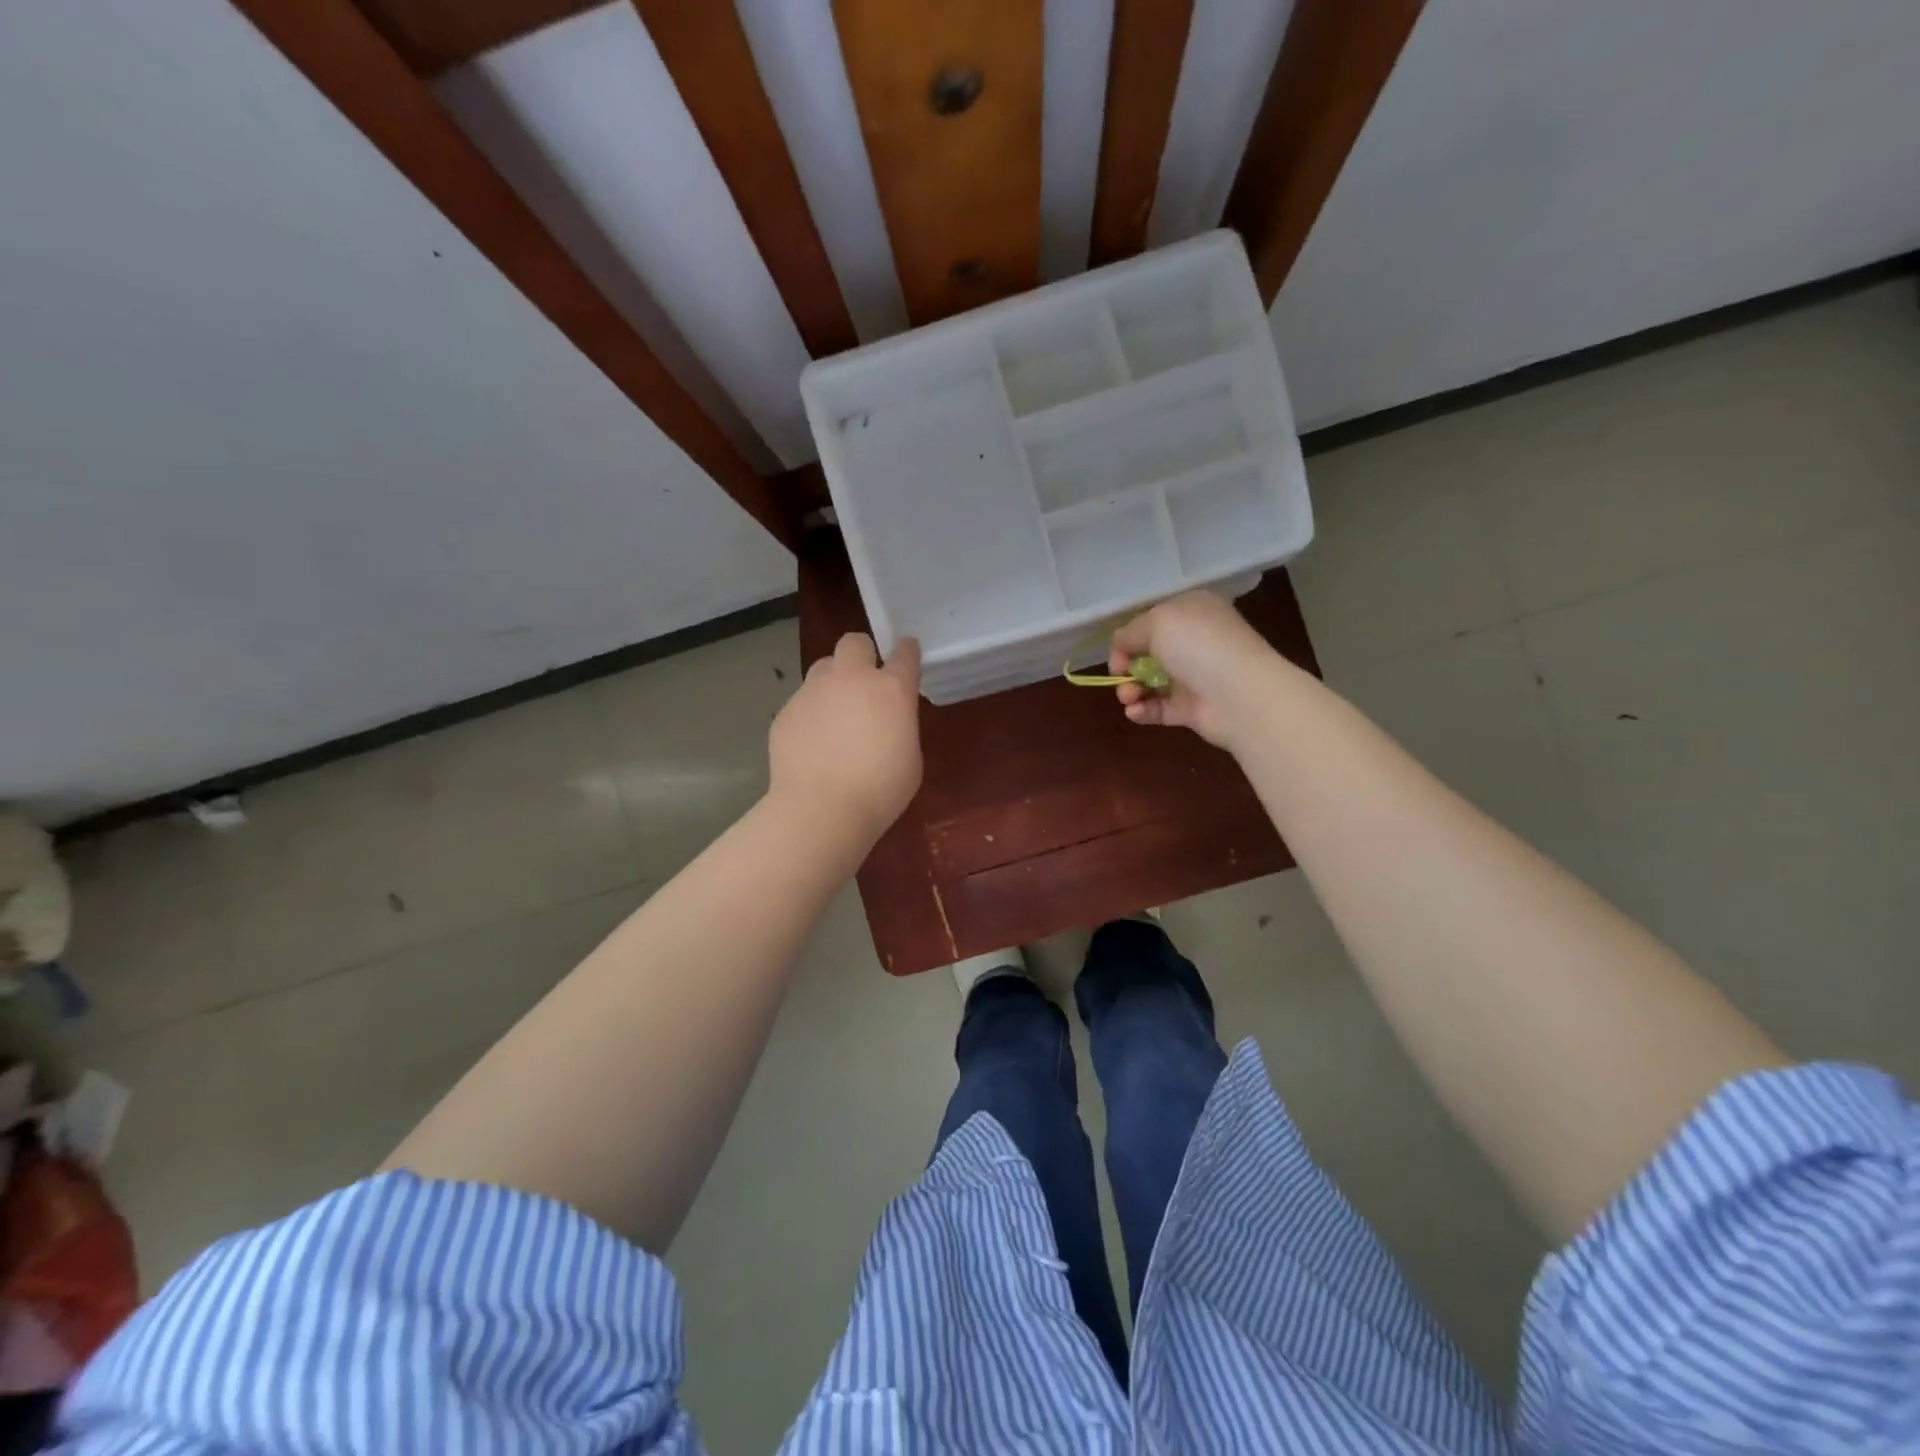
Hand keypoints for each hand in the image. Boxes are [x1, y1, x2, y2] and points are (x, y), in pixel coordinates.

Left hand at [768, 633, 922, 842]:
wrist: (822, 808)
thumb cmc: (880, 790)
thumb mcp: (909, 757)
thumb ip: (900, 726)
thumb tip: (886, 721)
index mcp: (891, 689)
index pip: (904, 653)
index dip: (906, 652)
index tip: (906, 656)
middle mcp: (851, 679)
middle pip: (854, 643)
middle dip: (862, 654)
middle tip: (864, 682)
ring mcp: (813, 692)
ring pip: (823, 668)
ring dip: (833, 682)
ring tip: (834, 715)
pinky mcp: (786, 711)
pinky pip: (802, 702)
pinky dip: (810, 715)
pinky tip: (812, 745)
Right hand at [1109, 590, 1286, 748]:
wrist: (1239, 694)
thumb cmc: (1198, 646)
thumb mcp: (1157, 622)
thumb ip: (1131, 632)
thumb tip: (1119, 645)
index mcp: (1192, 612)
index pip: (1152, 622)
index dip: (1129, 637)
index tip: (1118, 654)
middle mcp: (1195, 642)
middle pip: (1148, 654)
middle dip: (1127, 666)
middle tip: (1120, 676)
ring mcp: (1194, 677)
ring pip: (1151, 683)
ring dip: (1131, 690)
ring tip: (1128, 697)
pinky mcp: (1192, 709)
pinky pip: (1159, 708)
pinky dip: (1142, 710)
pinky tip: (1134, 712)